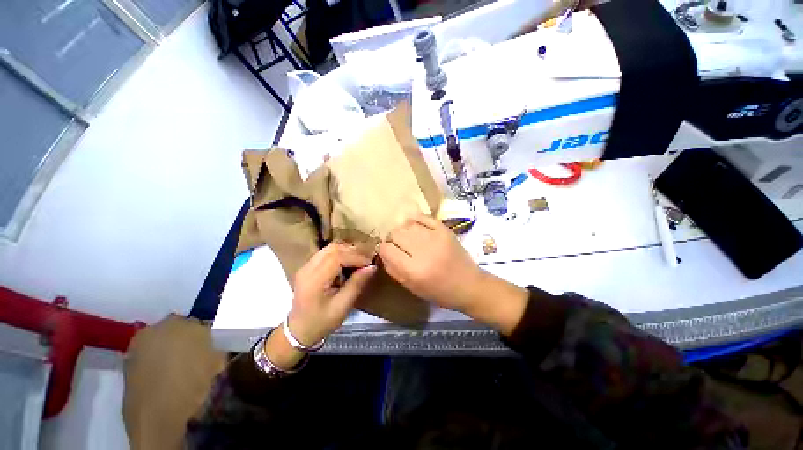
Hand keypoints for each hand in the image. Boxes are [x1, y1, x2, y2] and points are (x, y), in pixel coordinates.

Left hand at [287, 242, 376, 346]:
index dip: (355, 257)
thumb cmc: (321, 322)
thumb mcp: (342, 306)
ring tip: (359, 261)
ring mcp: (306, 266)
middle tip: (366, 261)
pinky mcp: (308, 267)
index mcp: (315, 280)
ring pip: (329, 248)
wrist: (299, 330)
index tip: (369, 264)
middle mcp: (308, 269)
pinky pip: (326, 253)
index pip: (337, 257)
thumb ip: (356, 284)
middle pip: (333, 249)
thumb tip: (372, 267)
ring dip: (346, 251)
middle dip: (352, 252)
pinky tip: (348, 263)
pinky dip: (340, 254)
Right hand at [379, 214, 480, 311]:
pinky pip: (422, 217)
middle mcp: (423, 251)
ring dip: (404, 231)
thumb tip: (383, 253)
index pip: (386, 249)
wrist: (469, 285)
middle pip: (395, 233)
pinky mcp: (444, 229)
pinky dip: (415, 221)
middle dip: (393, 239)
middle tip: (399, 245)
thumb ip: (394, 270)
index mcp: (413, 270)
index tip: (388, 252)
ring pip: (406, 224)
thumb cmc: (439, 292)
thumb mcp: (412, 287)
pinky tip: (415, 227)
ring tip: (409, 238)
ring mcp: (435, 237)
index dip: (384, 250)